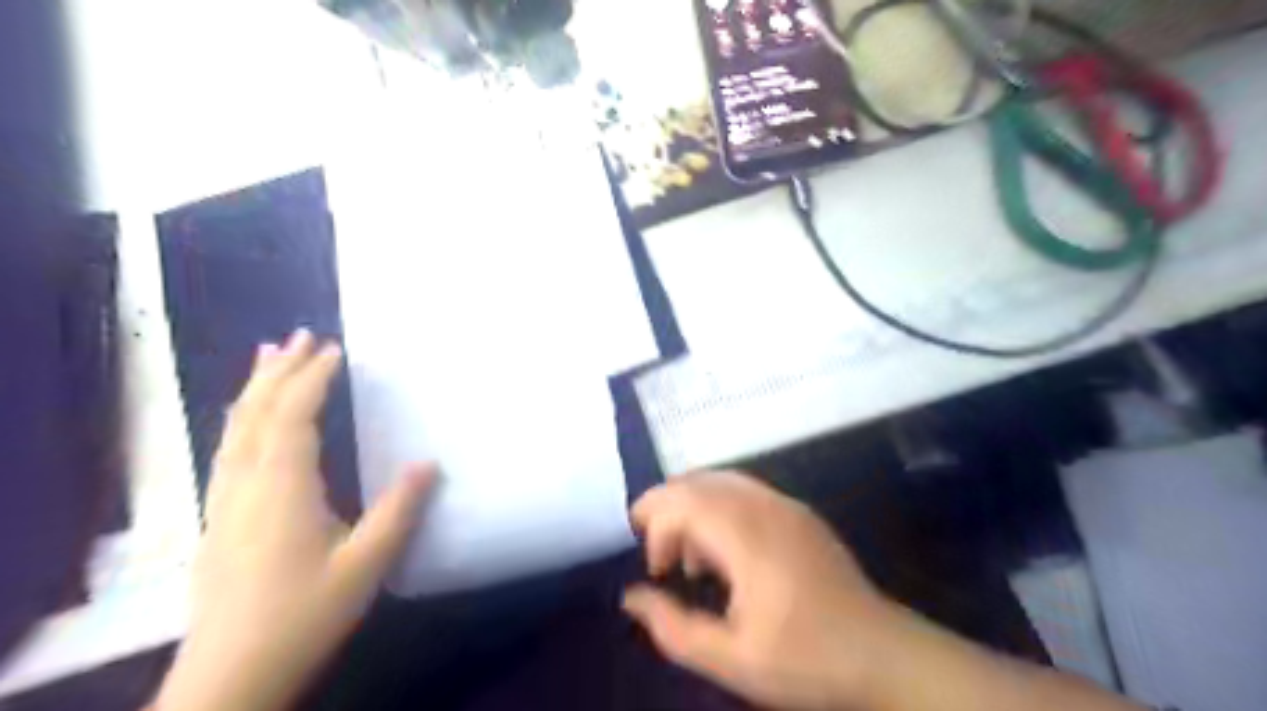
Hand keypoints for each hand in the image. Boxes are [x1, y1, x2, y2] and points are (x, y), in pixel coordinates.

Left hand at [154, 331, 434, 709]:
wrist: (229, 678)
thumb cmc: (303, 616)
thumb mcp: (364, 565)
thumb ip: (398, 511)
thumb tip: (429, 463)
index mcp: (282, 490)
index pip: (294, 418)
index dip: (313, 379)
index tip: (335, 349)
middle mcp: (245, 485)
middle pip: (256, 414)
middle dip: (279, 371)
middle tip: (299, 335)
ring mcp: (225, 502)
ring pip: (234, 430)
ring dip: (254, 389)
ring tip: (267, 356)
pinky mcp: (218, 519)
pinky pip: (228, 451)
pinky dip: (240, 419)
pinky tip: (247, 420)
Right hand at [622, 473, 899, 709]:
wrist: (884, 655)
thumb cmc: (807, 660)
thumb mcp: (732, 659)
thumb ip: (674, 628)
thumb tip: (632, 598)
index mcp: (748, 536)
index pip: (685, 502)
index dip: (657, 526)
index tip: (656, 570)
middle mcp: (765, 507)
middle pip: (700, 481)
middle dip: (666, 504)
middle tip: (656, 549)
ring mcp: (787, 505)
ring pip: (722, 480)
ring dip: (692, 505)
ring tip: (688, 554)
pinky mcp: (800, 514)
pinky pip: (746, 490)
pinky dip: (718, 506)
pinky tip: (724, 549)